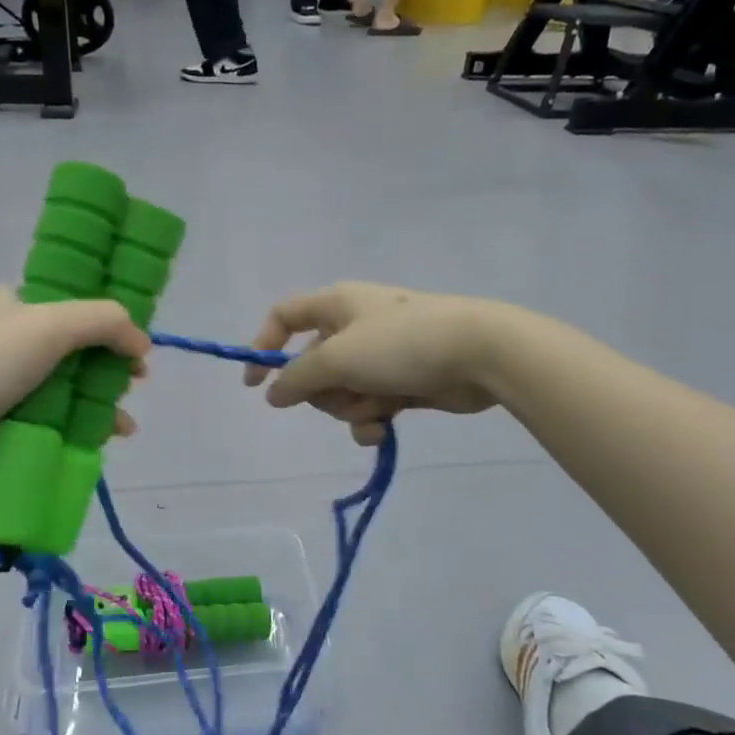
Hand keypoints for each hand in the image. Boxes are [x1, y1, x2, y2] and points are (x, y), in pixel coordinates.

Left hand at [0, 285, 148, 476]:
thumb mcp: (50, 328)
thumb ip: (103, 322)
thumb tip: (141, 341)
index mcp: (15, 301)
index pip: (77, 307)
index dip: (113, 329)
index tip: (137, 359)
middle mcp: (5, 331)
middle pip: (74, 348)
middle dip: (109, 372)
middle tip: (129, 393)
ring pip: (61, 383)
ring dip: (95, 403)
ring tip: (121, 430)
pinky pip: (41, 411)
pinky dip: (69, 422)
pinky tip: (92, 441)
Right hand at [242, 283, 499, 445]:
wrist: (478, 353)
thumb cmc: (401, 344)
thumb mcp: (338, 357)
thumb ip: (297, 377)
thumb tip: (272, 393)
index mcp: (336, 305)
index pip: (285, 316)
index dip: (263, 346)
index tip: (256, 384)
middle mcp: (354, 327)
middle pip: (312, 365)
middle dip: (322, 391)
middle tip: (343, 394)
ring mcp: (380, 356)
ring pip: (341, 391)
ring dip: (350, 408)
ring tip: (375, 409)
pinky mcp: (403, 383)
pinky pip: (369, 406)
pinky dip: (371, 420)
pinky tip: (383, 430)